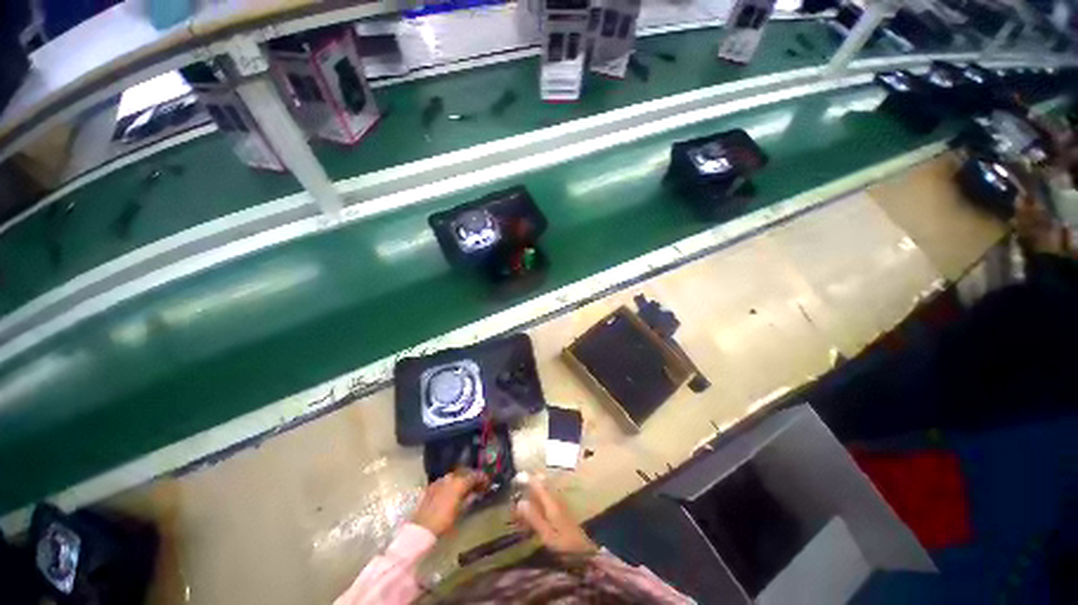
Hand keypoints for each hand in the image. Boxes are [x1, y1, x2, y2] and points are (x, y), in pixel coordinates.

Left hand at [413, 470, 488, 535]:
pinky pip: (445, 480)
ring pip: (455, 475)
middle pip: (465, 472)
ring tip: (465, 488)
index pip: (475, 475)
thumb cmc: (445, 522)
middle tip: (477, 485)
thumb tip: (476, 492)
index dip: (482, 478)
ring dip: (462, 479)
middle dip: (472, 477)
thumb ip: (470, 498)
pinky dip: (451, 483)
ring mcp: (440, 480)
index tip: (487, 483)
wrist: (422, 528)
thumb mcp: (461, 511)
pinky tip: (452, 491)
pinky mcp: (432, 485)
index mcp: (460, 482)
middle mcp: (451, 477)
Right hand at [512, 477, 597, 557]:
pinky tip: (532, 513)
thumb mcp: (547, 534)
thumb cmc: (565, 543)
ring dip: (532, 495)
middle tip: (515, 495)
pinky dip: (537, 502)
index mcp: (550, 502)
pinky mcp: (560, 508)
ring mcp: (558, 502)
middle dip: (527, 487)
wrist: (585, 549)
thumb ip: (534, 518)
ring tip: (521, 507)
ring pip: (542, 492)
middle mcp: (554, 497)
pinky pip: (545, 499)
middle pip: (539, 485)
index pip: (537, 483)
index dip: (527, 479)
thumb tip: (519, 502)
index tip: (516, 478)